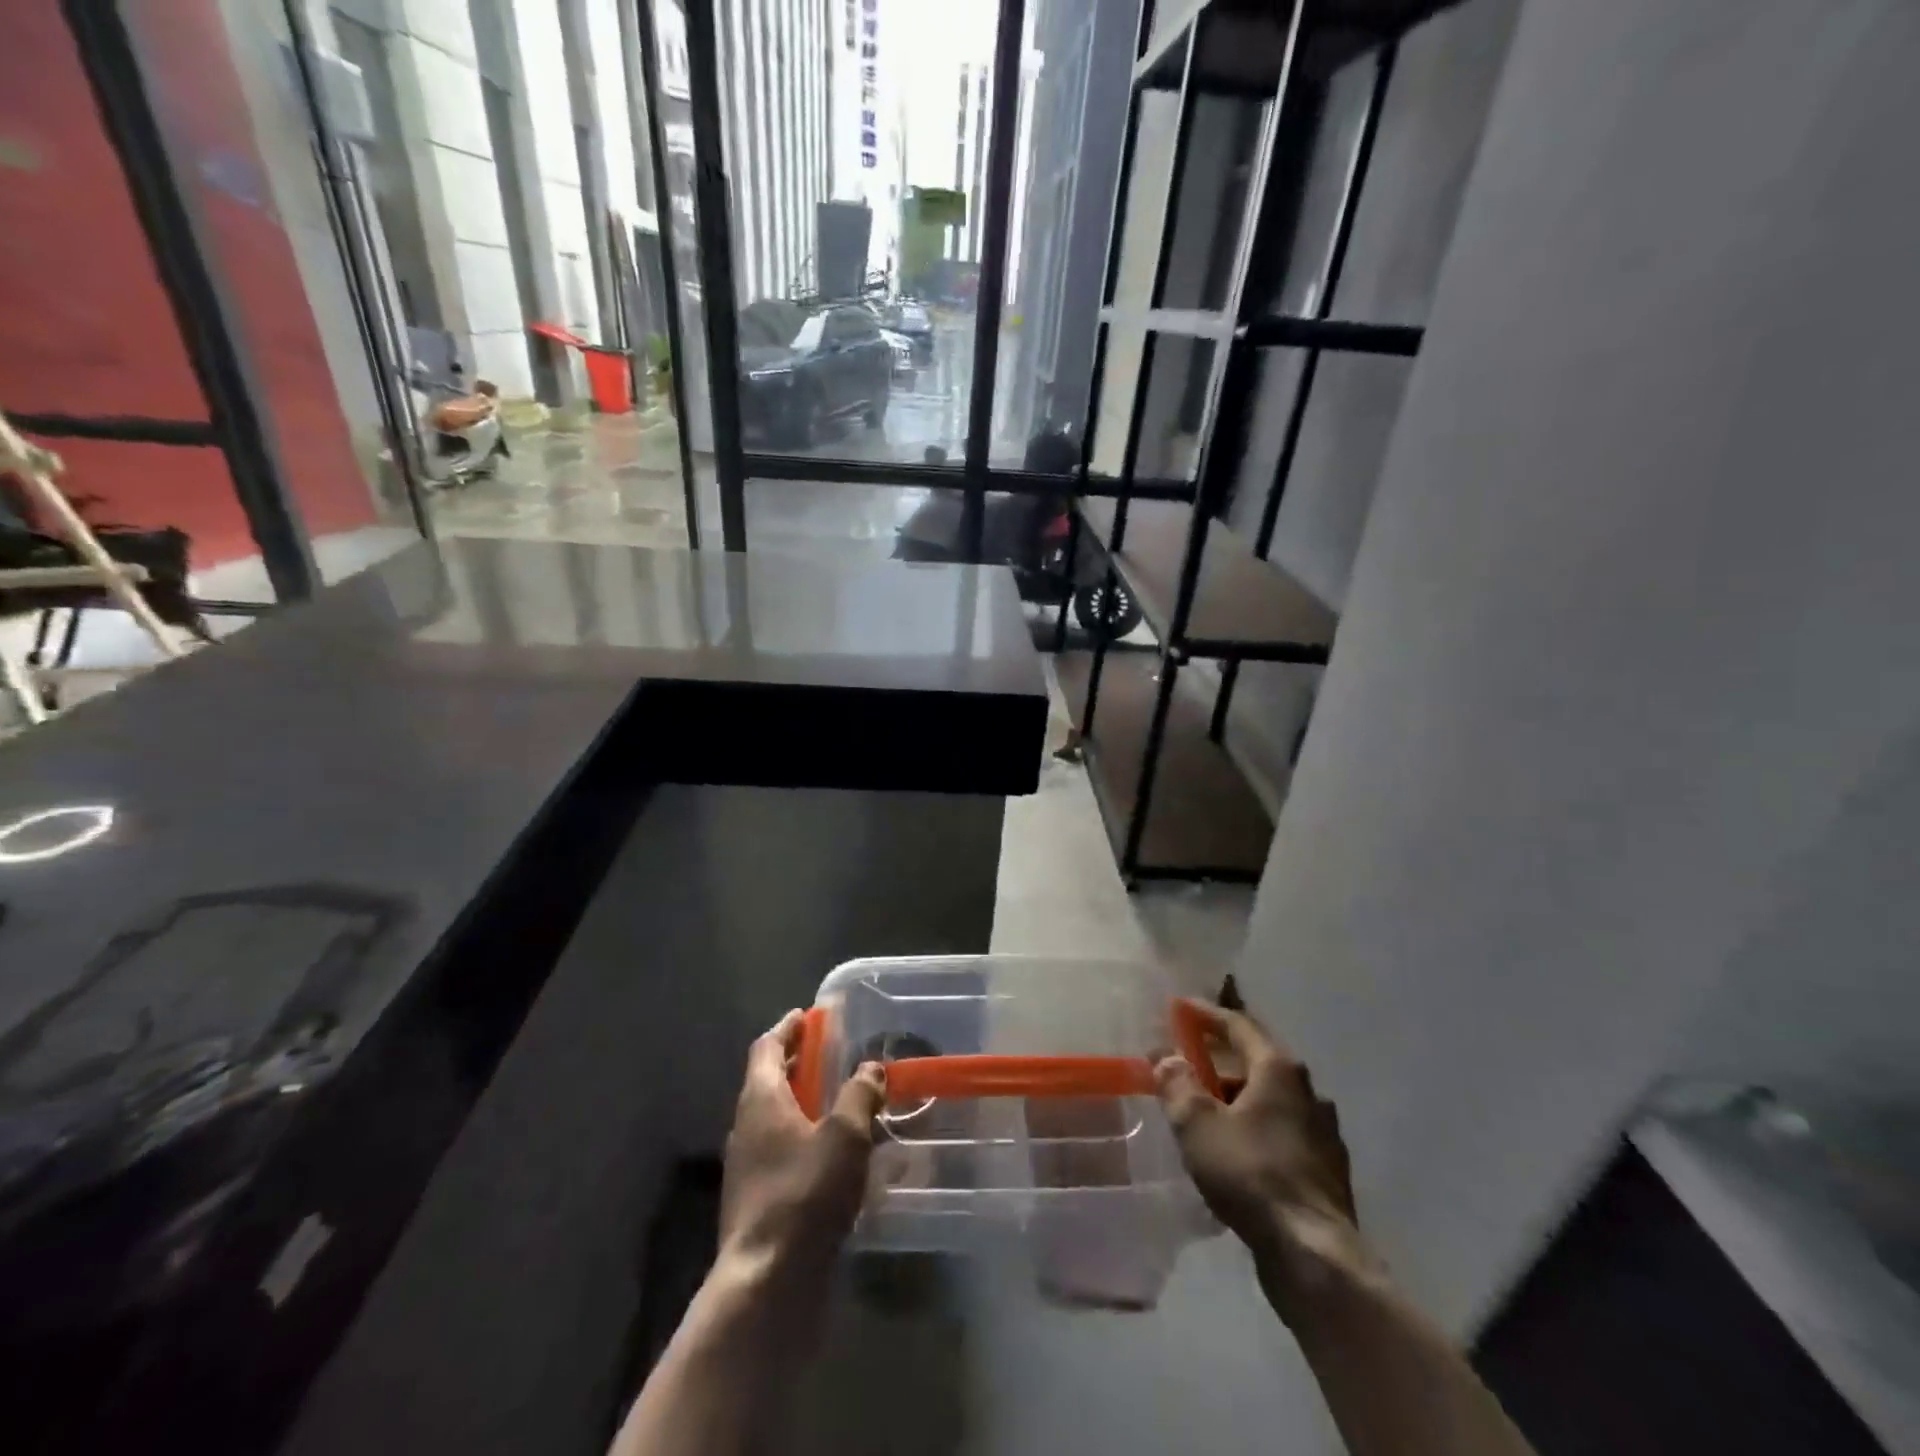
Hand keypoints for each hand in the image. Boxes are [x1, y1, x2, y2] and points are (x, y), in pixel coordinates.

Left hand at [719, 1010, 885, 1282]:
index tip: (807, 1016)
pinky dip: (802, 1140)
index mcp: (760, 1099)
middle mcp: (746, 1127)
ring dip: (801, 1104)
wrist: (767, 1282)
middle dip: (797, 1064)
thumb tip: (870, 1067)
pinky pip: (779, 1153)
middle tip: (829, 1055)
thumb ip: (859, 1095)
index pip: (766, 1047)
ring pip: (773, 1119)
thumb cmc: (805, 1193)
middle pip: (768, 1081)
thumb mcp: (845, 1135)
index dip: (787, 1028)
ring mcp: (746, 1167)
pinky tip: (832, 1158)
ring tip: (838, 1104)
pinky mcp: (755, 1202)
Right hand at [1155, 1000, 1370, 1310]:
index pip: (1239, 1025)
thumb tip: (1166, 1056)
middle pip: (1257, 1062)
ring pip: (1272, 1100)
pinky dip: (1257, 1129)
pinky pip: (1283, 1133)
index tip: (1181, 1008)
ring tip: (1207, 1111)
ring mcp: (1323, 1133)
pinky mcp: (1327, 1170)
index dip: (1207, 1014)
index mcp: (1279, 1070)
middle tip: (1187, 1065)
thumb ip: (1178, 1083)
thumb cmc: (1251, 1175)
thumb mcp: (1198, 1124)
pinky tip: (1237, 1152)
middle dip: (1220, 1061)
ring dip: (1239, 1098)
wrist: (1314, 1255)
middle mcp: (1308, 1092)